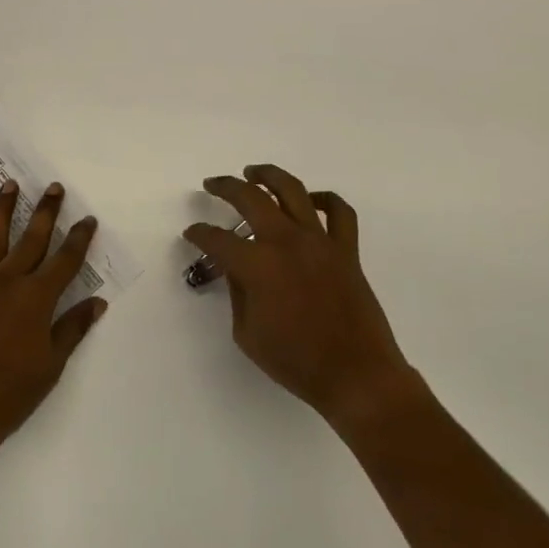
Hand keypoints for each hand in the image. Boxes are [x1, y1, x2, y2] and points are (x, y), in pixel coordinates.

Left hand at [0, 178, 106, 450]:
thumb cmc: (9, 395)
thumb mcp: (51, 365)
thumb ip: (72, 328)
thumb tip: (97, 302)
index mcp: (37, 299)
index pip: (65, 260)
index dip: (79, 238)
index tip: (88, 219)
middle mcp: (8, 281)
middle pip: (32, 238)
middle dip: (46, 211)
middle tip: (53, 187)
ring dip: (3, 209)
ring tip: (9, 185)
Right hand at [184, 164, 416, 431]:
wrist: (356, 375)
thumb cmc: (295, 362)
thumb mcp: (247, 333)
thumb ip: (237, 292)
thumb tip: (236, 267)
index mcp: (257, 265)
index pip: (217, 239)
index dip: (199, 233)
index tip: (192, 233)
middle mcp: (286, 242)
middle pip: (250, 198)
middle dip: (226, 187)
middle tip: (213, 185)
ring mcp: (319, 242)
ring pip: (293, 191)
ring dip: (269, 175)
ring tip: (253, 172)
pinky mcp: (346, 250)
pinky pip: (339, 212)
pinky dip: (324, 199)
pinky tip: (309, 200)